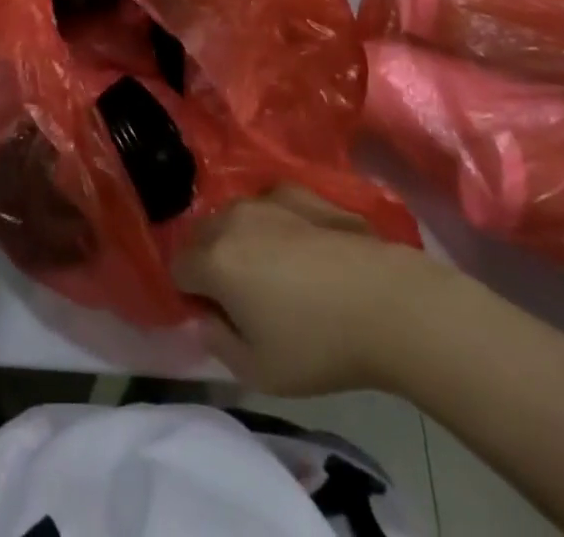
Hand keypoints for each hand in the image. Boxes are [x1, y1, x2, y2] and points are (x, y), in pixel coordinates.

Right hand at [173, 187, 457, 397]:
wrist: (386, 302)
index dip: (191, 294)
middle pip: (201, 235)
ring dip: (239, 239)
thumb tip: (206, 318)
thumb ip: (218, 343)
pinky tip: (300, 247)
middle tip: (241, 297)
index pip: (178, 268)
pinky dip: (272, 222)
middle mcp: (231, 219)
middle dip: (209, 261)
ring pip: (234, 217)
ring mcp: (265, 199)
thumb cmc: (318, 344)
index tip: (217, 316)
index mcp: (213, 260)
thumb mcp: (260, 371)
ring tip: (273, 271)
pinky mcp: (298, 191)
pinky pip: (269, 204)